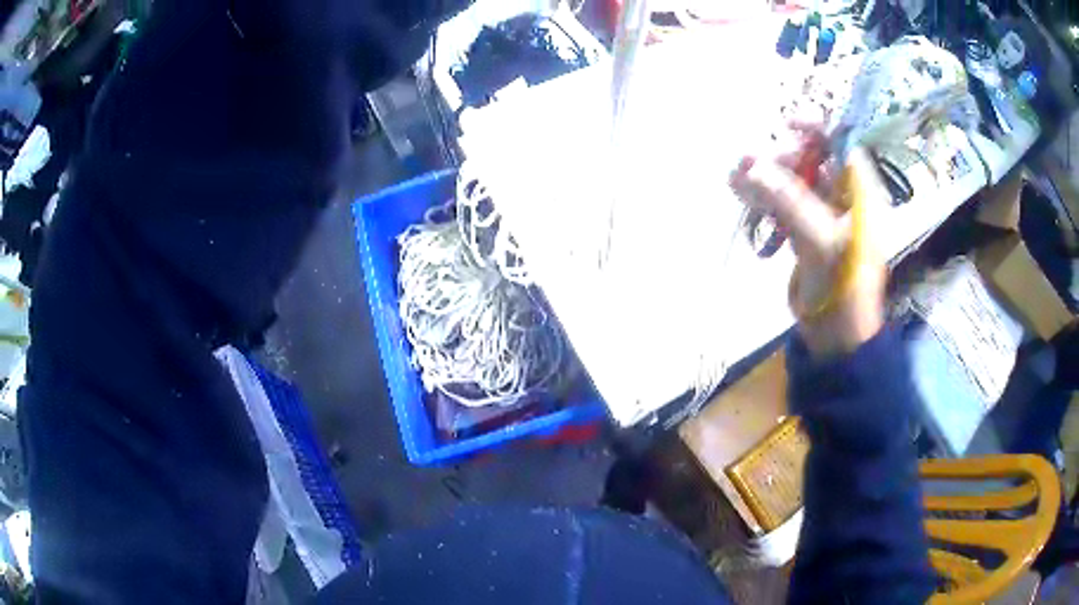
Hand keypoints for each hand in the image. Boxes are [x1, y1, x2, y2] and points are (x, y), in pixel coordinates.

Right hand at [730, 127, 887, 357]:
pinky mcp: (806, 231)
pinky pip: (783, 204)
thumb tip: (752, 167)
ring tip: (734, 177)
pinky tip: (740, 193)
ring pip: (792, 182)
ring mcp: (823, 214)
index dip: (816, 130)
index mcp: (861, 195)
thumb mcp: (821, 243)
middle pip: (811, 162)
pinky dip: (763, 198)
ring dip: (764, 177)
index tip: (786, 124)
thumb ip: (789, 202)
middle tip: (748, 163)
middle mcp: (844, 198)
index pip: (841, 147)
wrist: (837, 334)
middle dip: (779, 158)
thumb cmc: (843, 288)